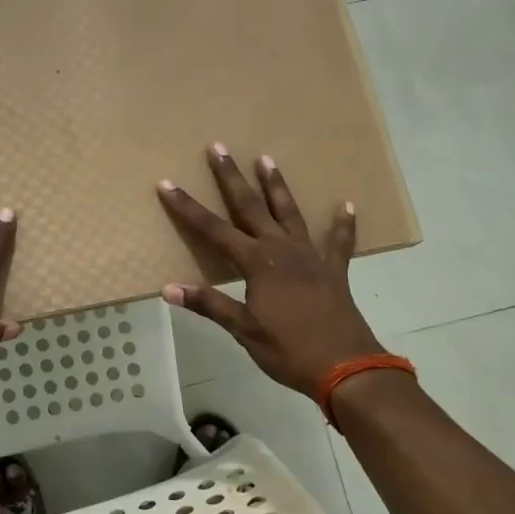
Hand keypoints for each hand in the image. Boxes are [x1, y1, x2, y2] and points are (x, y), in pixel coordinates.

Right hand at [156, 145, 384, 396]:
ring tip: (267, 158)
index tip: (167, 184)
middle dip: (232, 177)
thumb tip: (169, 288)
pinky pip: (338, 242)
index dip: (188, 207)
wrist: (346, 367)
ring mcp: (311, 257)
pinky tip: (346, 205)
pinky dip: (342, 224)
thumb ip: (209, 304)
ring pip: (290, 213)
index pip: (213, 229)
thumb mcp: (243, 330)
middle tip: (219, 147)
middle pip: (251, 207)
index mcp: (257, 263)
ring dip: (276, 186)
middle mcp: (282, 250)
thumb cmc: (288, 350)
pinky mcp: (334, 270)